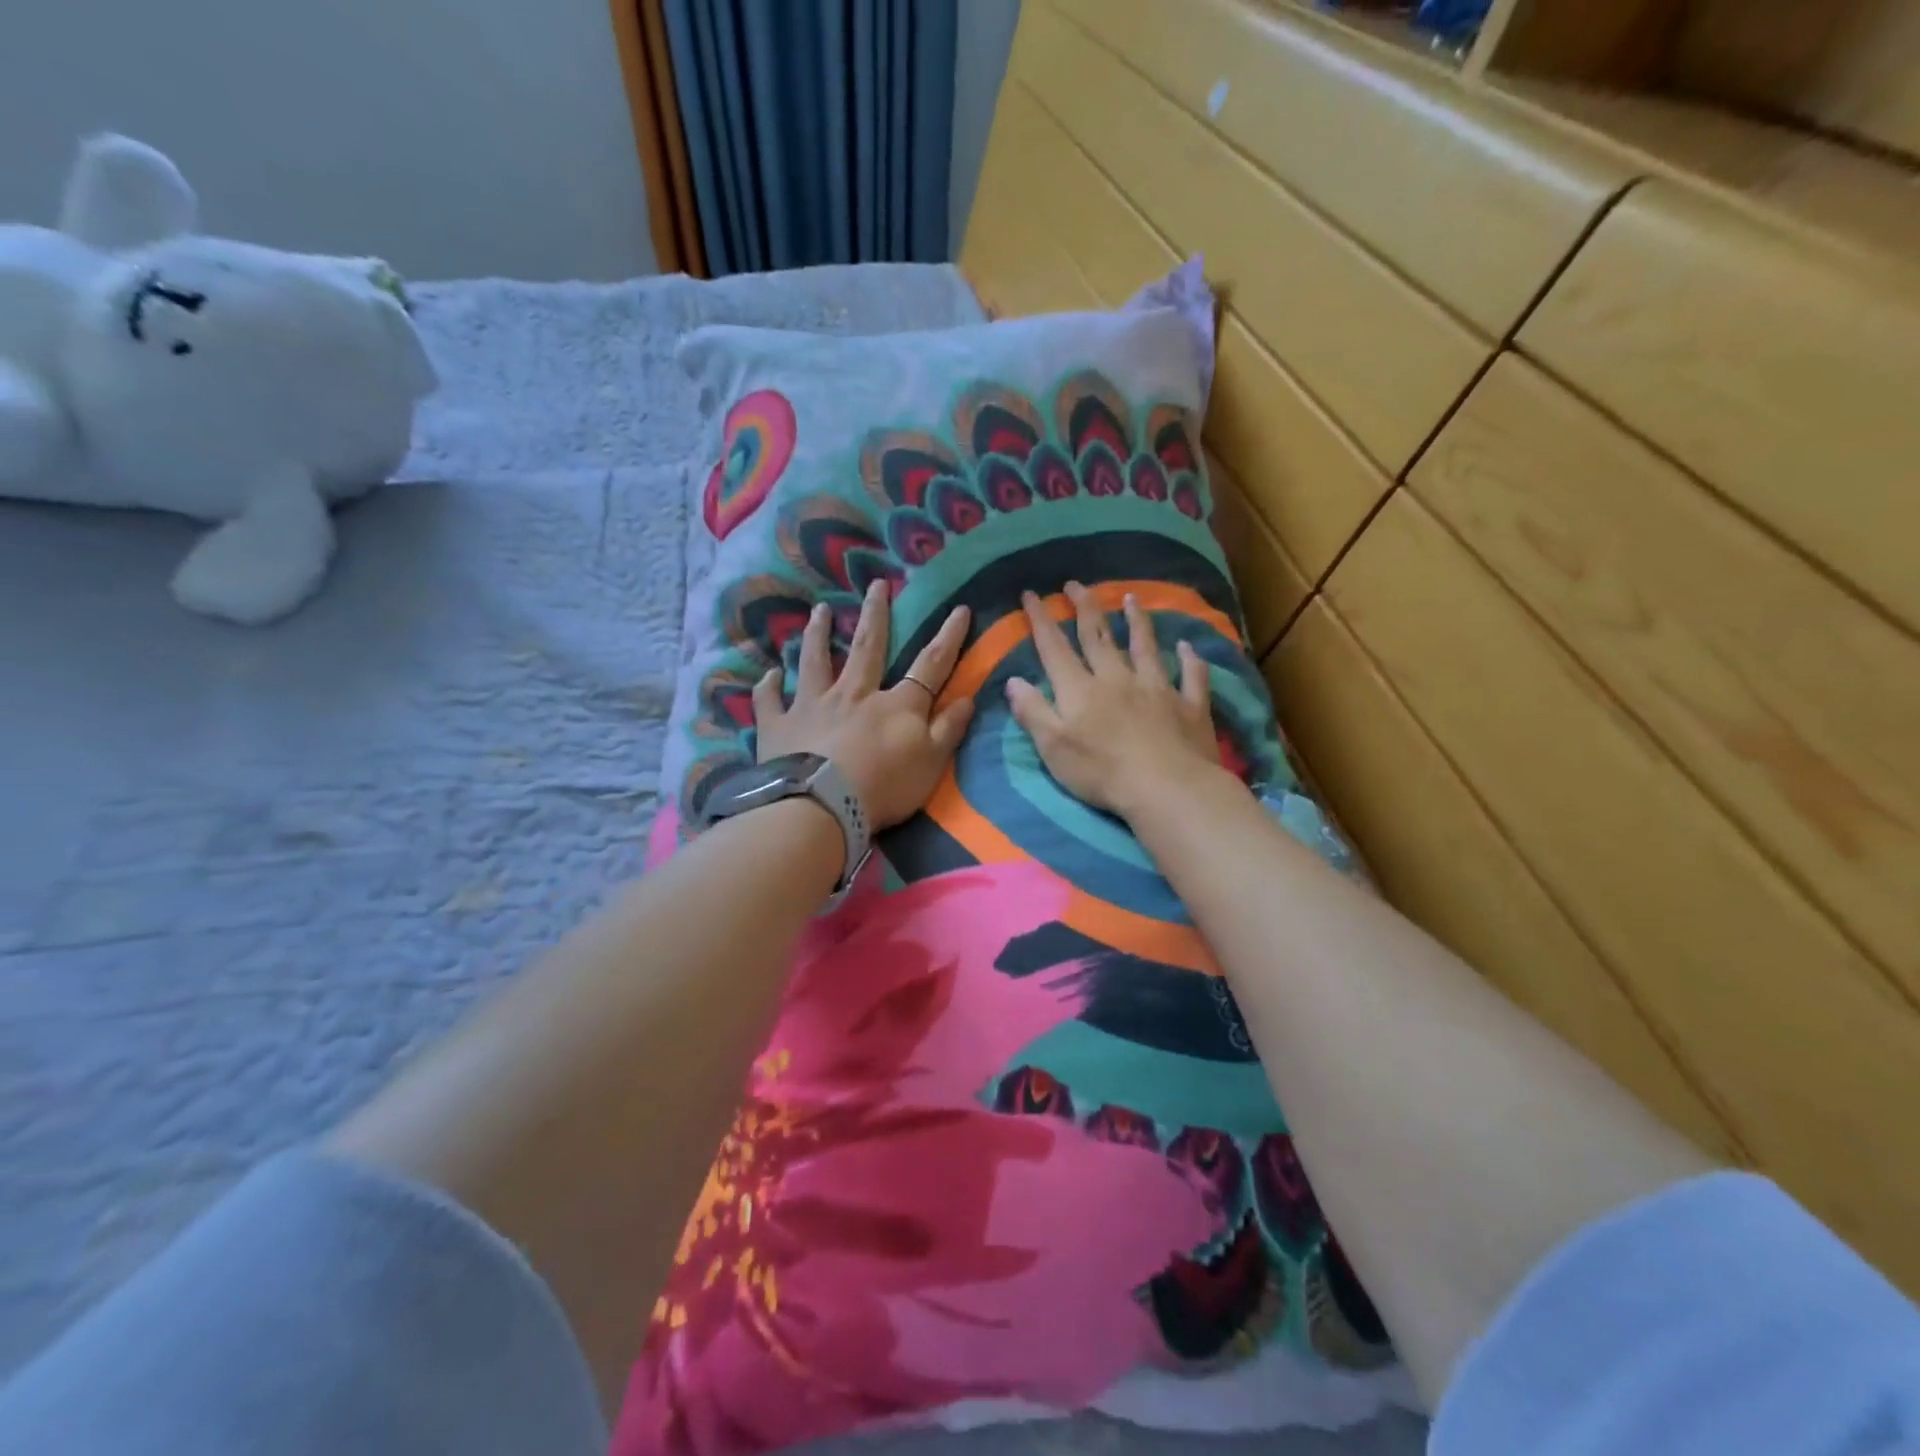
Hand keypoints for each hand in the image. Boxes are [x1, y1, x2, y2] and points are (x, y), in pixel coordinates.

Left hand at [754, 580, 974, 829]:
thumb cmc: (883, 787)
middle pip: (867, 646)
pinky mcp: (778, 725)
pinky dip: (769, 686)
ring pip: (815, 660)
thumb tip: (968, 697)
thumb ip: (949, 729)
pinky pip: (770, 700)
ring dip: (817, 633)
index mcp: (896, 704)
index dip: (948, 637)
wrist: (821, 806)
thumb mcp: (931, 763)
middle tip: (876, 584)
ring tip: (819, 609)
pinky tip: (770, 674)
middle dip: (875, 614)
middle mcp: (854, 693)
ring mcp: (812, 705)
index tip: (959, 608)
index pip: (930, 664)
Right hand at [1005, 582, 1233, 821]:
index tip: (1032, 593)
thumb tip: (1013, 680)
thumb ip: (1033, 712)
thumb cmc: (1102, 773)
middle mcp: (1118, 679)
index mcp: (1081, 690)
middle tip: (1076, 584)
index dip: (1041, 619)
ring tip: (1130, 598)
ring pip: (1145, 647)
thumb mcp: (1054, 747)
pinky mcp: (1189, 706)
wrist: (1167, 788)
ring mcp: (1157, 689)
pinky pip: (1191, 676)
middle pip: (1099, 637)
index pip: (1055, 647)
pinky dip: (1190, 659)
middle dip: (1085, 608)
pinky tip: (1188, 646)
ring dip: (1136, 621)